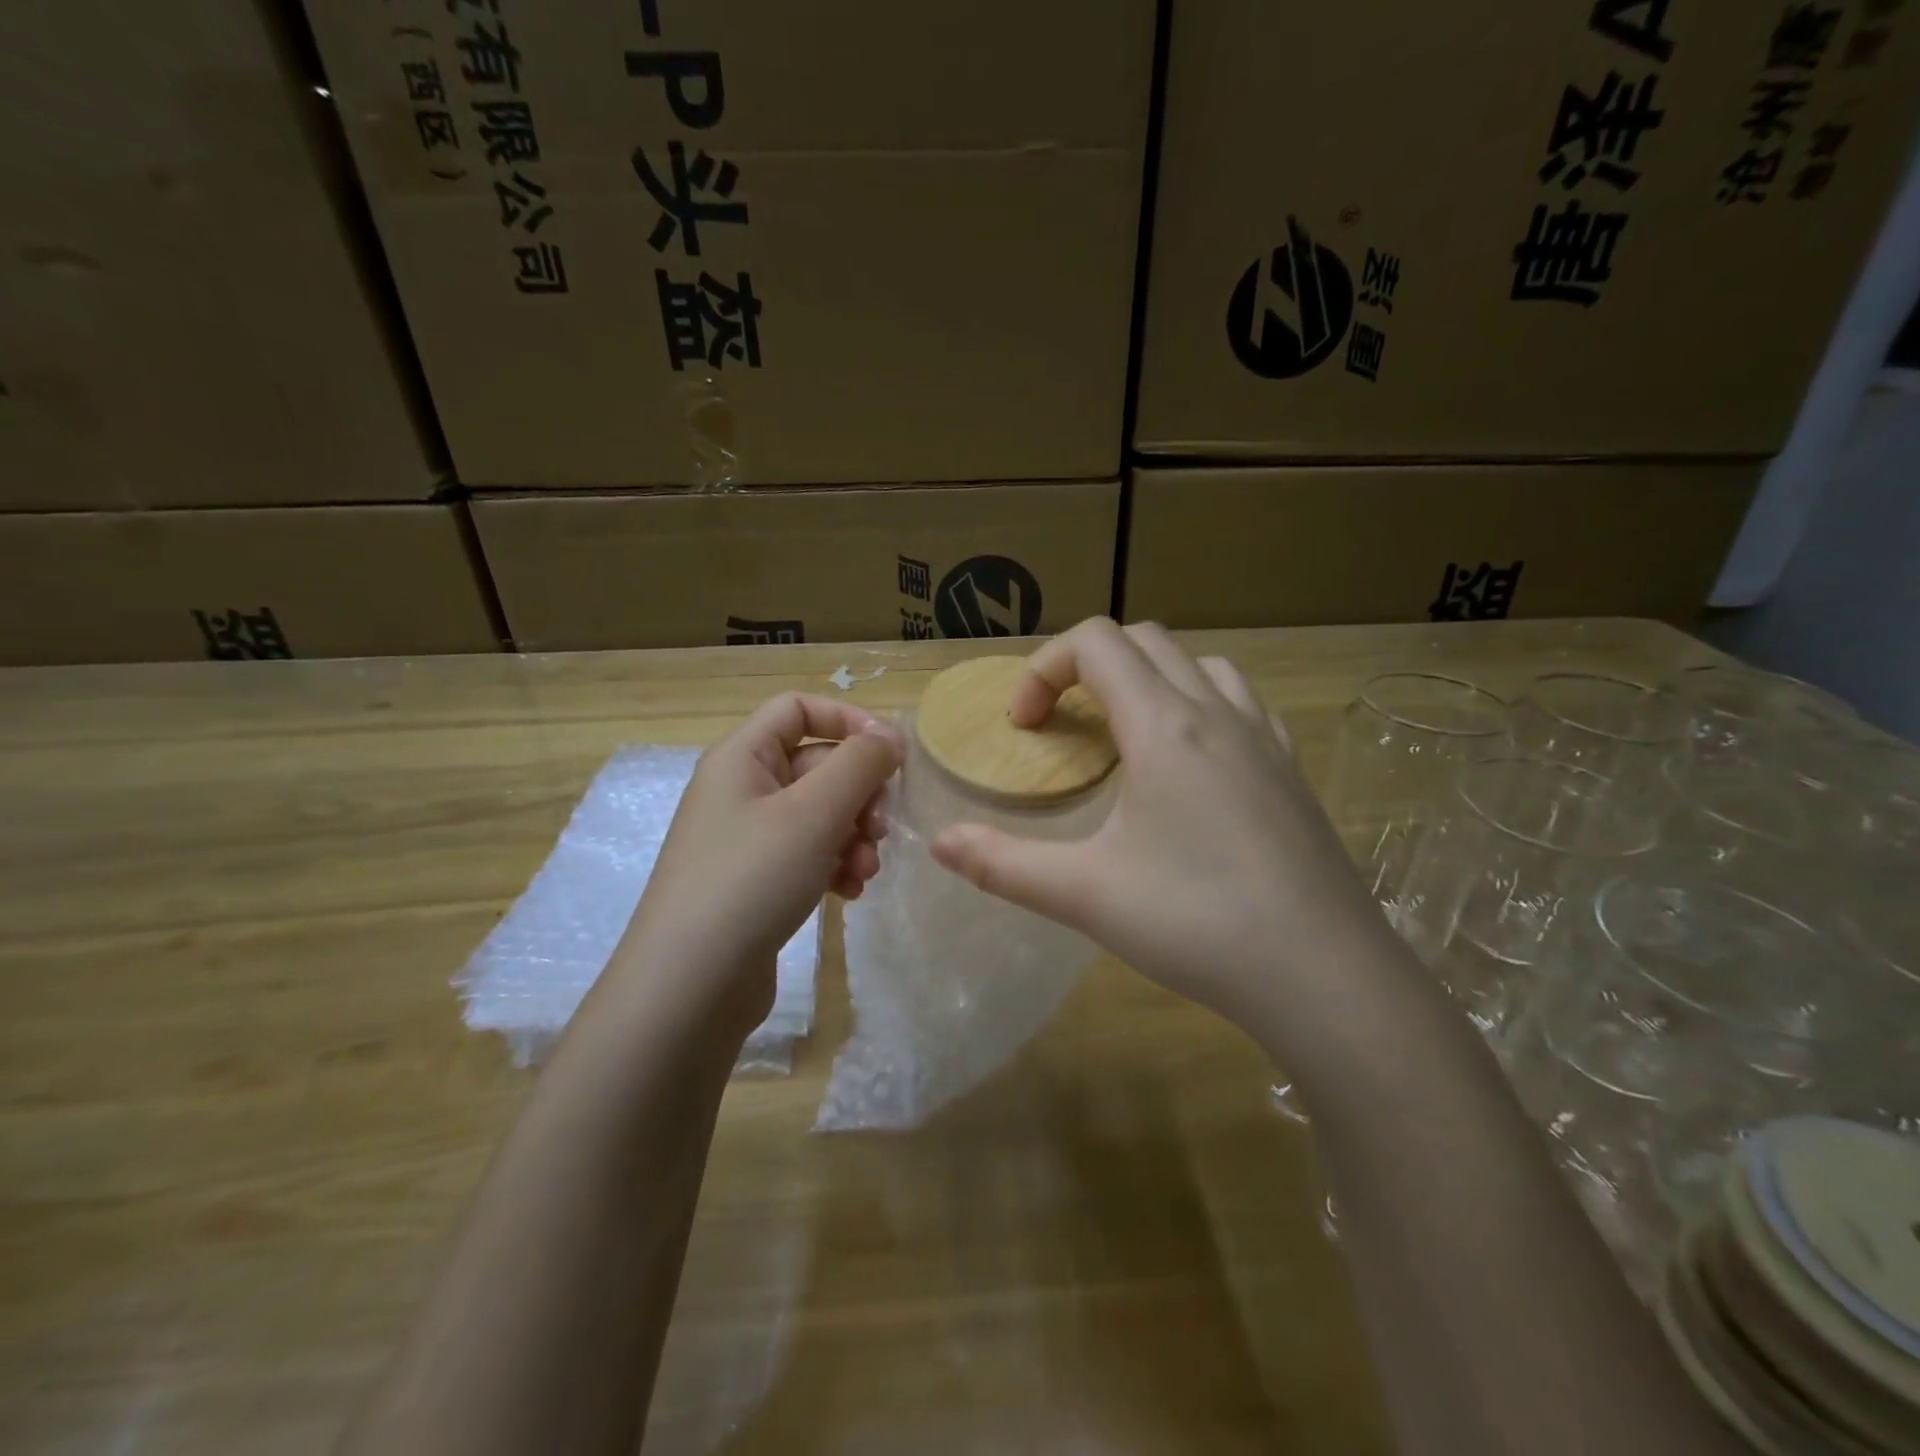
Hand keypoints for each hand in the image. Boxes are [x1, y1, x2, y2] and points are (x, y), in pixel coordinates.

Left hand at [619, 694, 904, 1035]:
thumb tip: (889, 734)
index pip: (798, 709)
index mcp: (742, 757)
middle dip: (858, 794)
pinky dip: (834, 865)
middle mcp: (741, 790)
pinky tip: (850, 894)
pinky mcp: (755, 881)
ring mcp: (746, 839)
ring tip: (866, 871)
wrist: (689, 985)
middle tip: (881, 830)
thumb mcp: (814, 812)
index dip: (847, 721)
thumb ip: (860, 764)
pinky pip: (807, 854)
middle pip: (816, 765)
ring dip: (853, 836)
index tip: (890, 756)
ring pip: (818, 815)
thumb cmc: (751, 879)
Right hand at [931, 618, 1395, 1039]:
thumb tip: (939, 844)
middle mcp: (1217, 713)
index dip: (1043, 669)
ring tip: (1126, 736)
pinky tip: (1193, 764)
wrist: (1323, 974)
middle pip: (1145, 641)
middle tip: (1064, 727)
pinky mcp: (1292, 771)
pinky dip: (1201, 705)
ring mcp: (1264, 738)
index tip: (1025, 728)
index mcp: (1163, 726)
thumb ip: (1003, 865)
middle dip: (1089, 666)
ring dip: (1151, 679)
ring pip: (1201, 664)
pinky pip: (1242, 703)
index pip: (1095, 642)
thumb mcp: (1084, 895)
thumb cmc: (1196, 922)